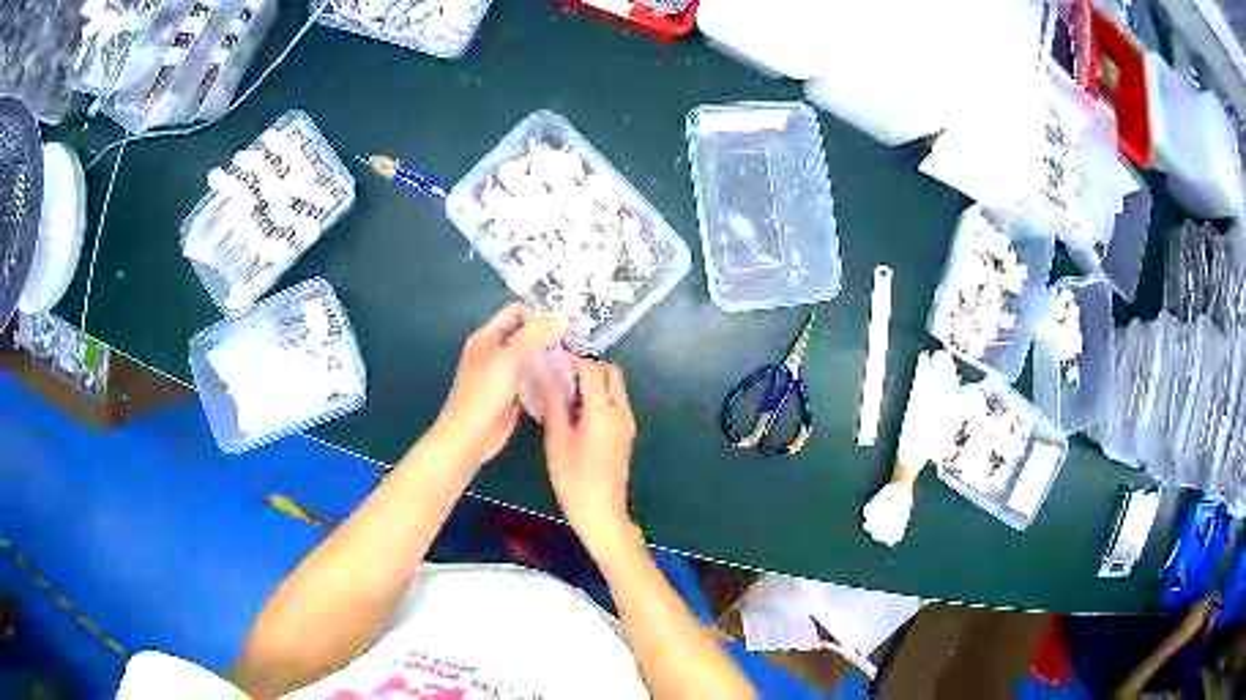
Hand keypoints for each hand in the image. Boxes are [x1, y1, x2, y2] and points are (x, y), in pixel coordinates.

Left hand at [437, 303, 563, 466]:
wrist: (470, 437)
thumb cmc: (482, 396)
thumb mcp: (507, 361)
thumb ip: (533, 337)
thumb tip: (561, 318)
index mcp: (487, 337)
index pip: (515, 312)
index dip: (537, 315)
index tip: (561, 327)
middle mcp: (495, 351)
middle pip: (526, 334)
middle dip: (548, 337)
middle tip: (573, 344)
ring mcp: (505, 374)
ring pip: (532, 358)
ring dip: (549, 358)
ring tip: (572, 363)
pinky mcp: (514, 394)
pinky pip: (534, 379)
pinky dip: (546, 378)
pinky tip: (563, 381)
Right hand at [540, 356, 638, 552]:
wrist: (601, 512)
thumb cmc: (574, 479)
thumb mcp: (557, 440)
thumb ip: (554, 402)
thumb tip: (547, 372)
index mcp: (604, 411)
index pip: (592, 369)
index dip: (572, 359)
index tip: (551, 359)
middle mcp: (621, 411)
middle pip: (610, 372)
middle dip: (586, 367)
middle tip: (559, 375)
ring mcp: (627, 422)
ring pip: (614, 387)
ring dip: (592, 382)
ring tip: (562, 392)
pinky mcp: (626, 432)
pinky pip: (614, 402)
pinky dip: (598, 397)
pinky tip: (573, 410)